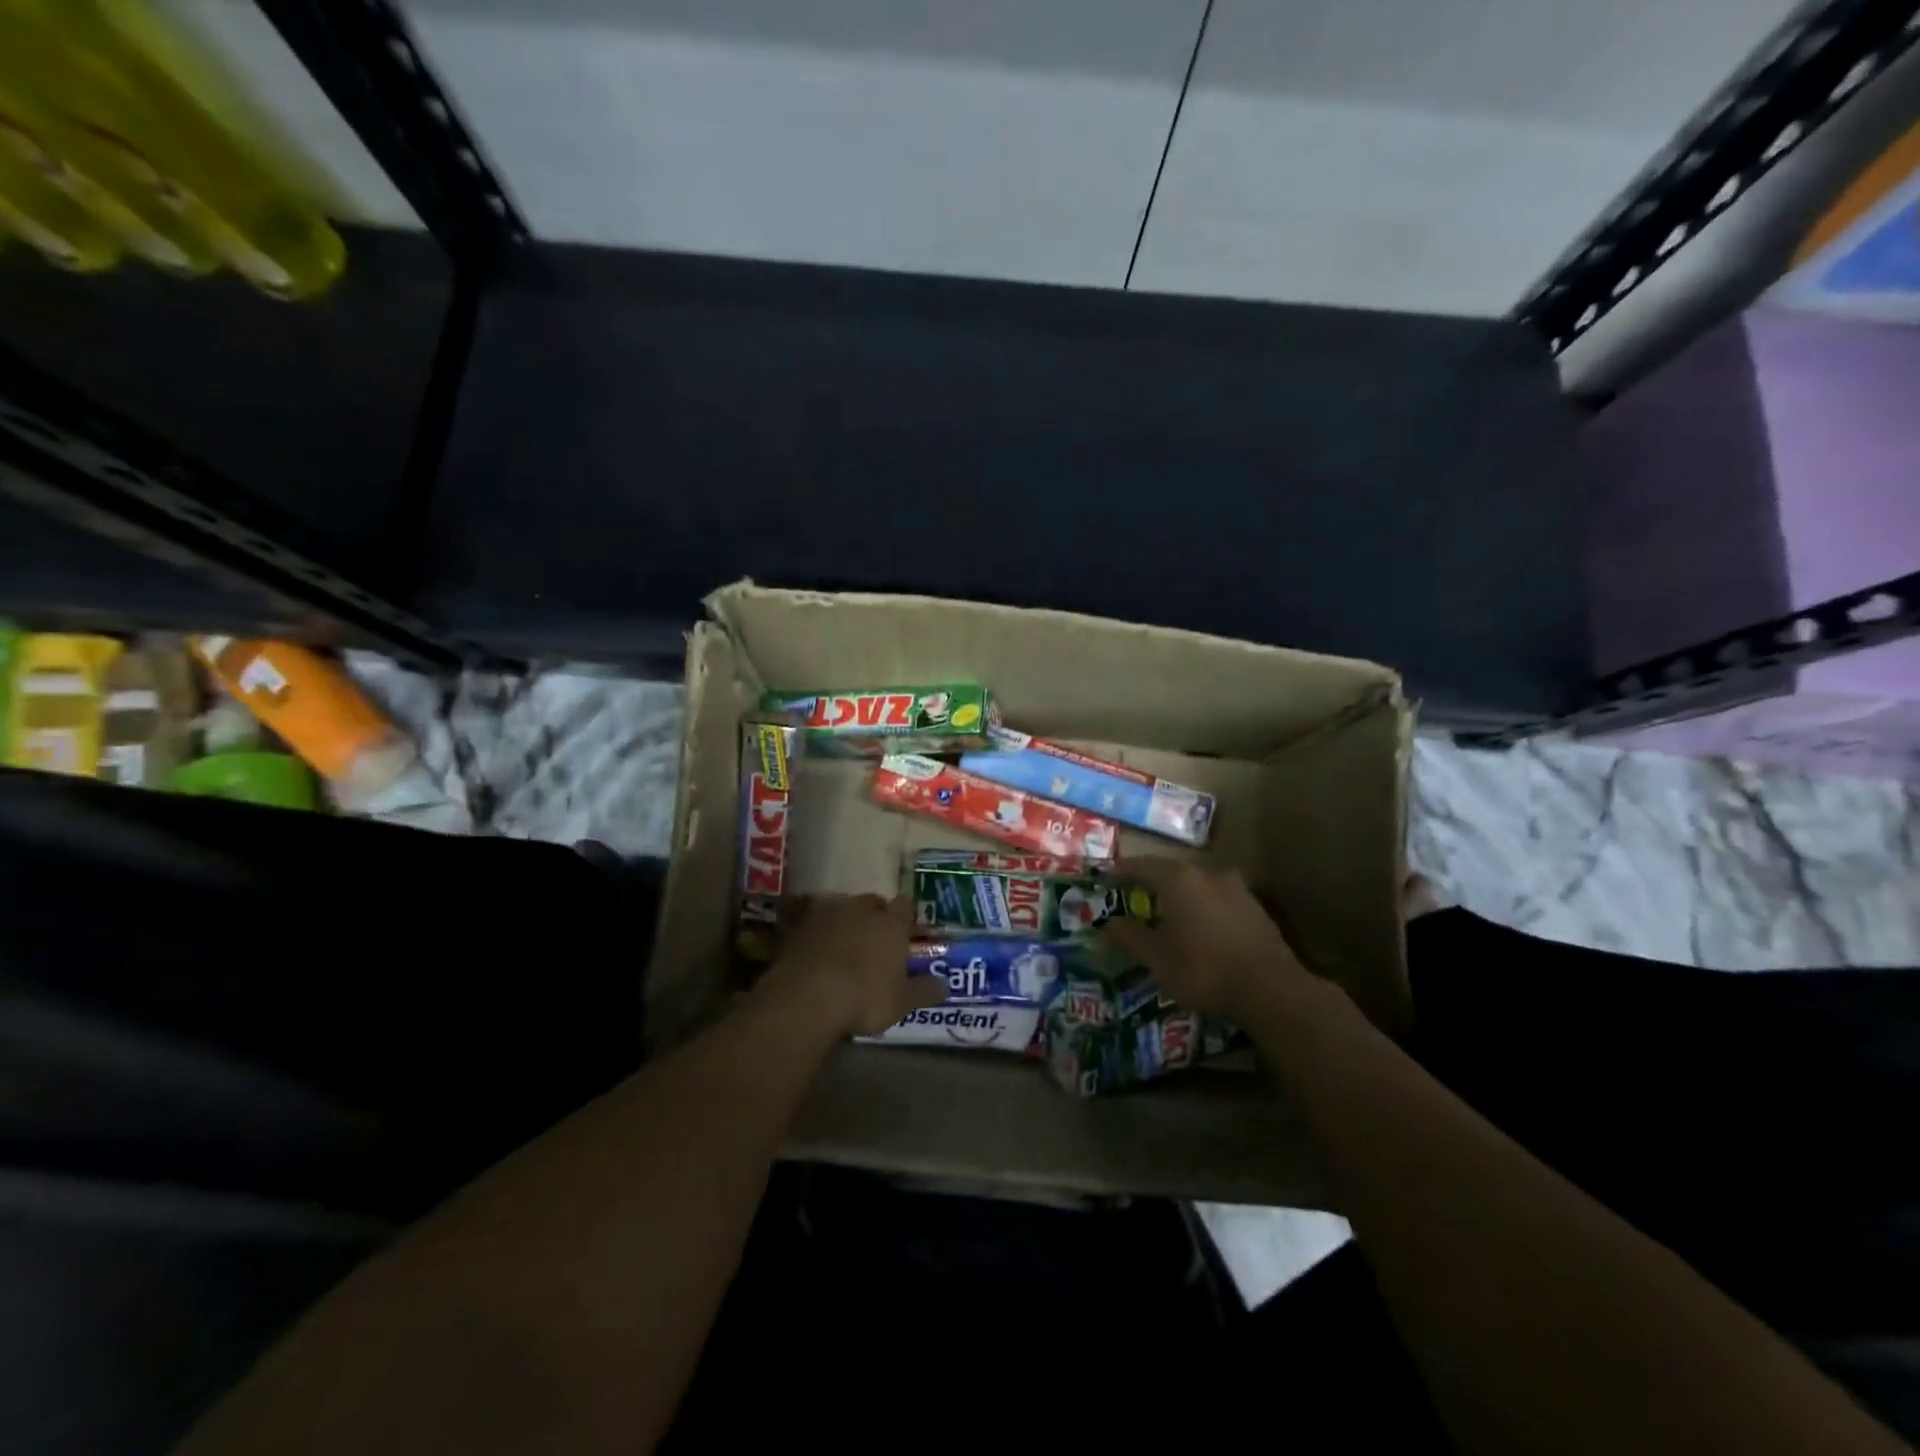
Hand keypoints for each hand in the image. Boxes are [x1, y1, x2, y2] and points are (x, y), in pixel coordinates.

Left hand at [757, 894, 945, 1037]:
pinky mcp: (797, 925)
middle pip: (871, 902)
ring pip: (840, 909)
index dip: (904, 916)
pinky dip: (815, 932)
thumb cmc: (864, 998)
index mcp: (890, 923)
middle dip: (873, 916)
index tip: (904, 929)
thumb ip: (924, 991)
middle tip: (874, 939)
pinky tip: (813, 949)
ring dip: (843, 922)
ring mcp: (827, 914)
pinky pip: (810, 921)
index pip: (904, 906)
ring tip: (842, 945)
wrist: (806, 998)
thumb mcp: (901, 1002)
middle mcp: (861, 909)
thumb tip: (945, 986)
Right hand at [1100, 858, 1311, 1022]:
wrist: (1270, 989)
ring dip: (1179, 894)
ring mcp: (1235, 888)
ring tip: (1166, 912)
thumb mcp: (1157, 958)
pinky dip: (1201, 907)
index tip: (1106, 878)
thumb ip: (1129, 937)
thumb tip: (1106, 925)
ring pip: (1197, 884)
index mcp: (1178, 879)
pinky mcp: (1255, 907)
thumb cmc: (1203, 969)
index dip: (1121, 872)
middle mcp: (1207, 873)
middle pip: (1170, 870)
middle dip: (1150, 882)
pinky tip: (1199, 926)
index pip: (1141, 865)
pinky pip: (1217, 899)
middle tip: (1134, 895)